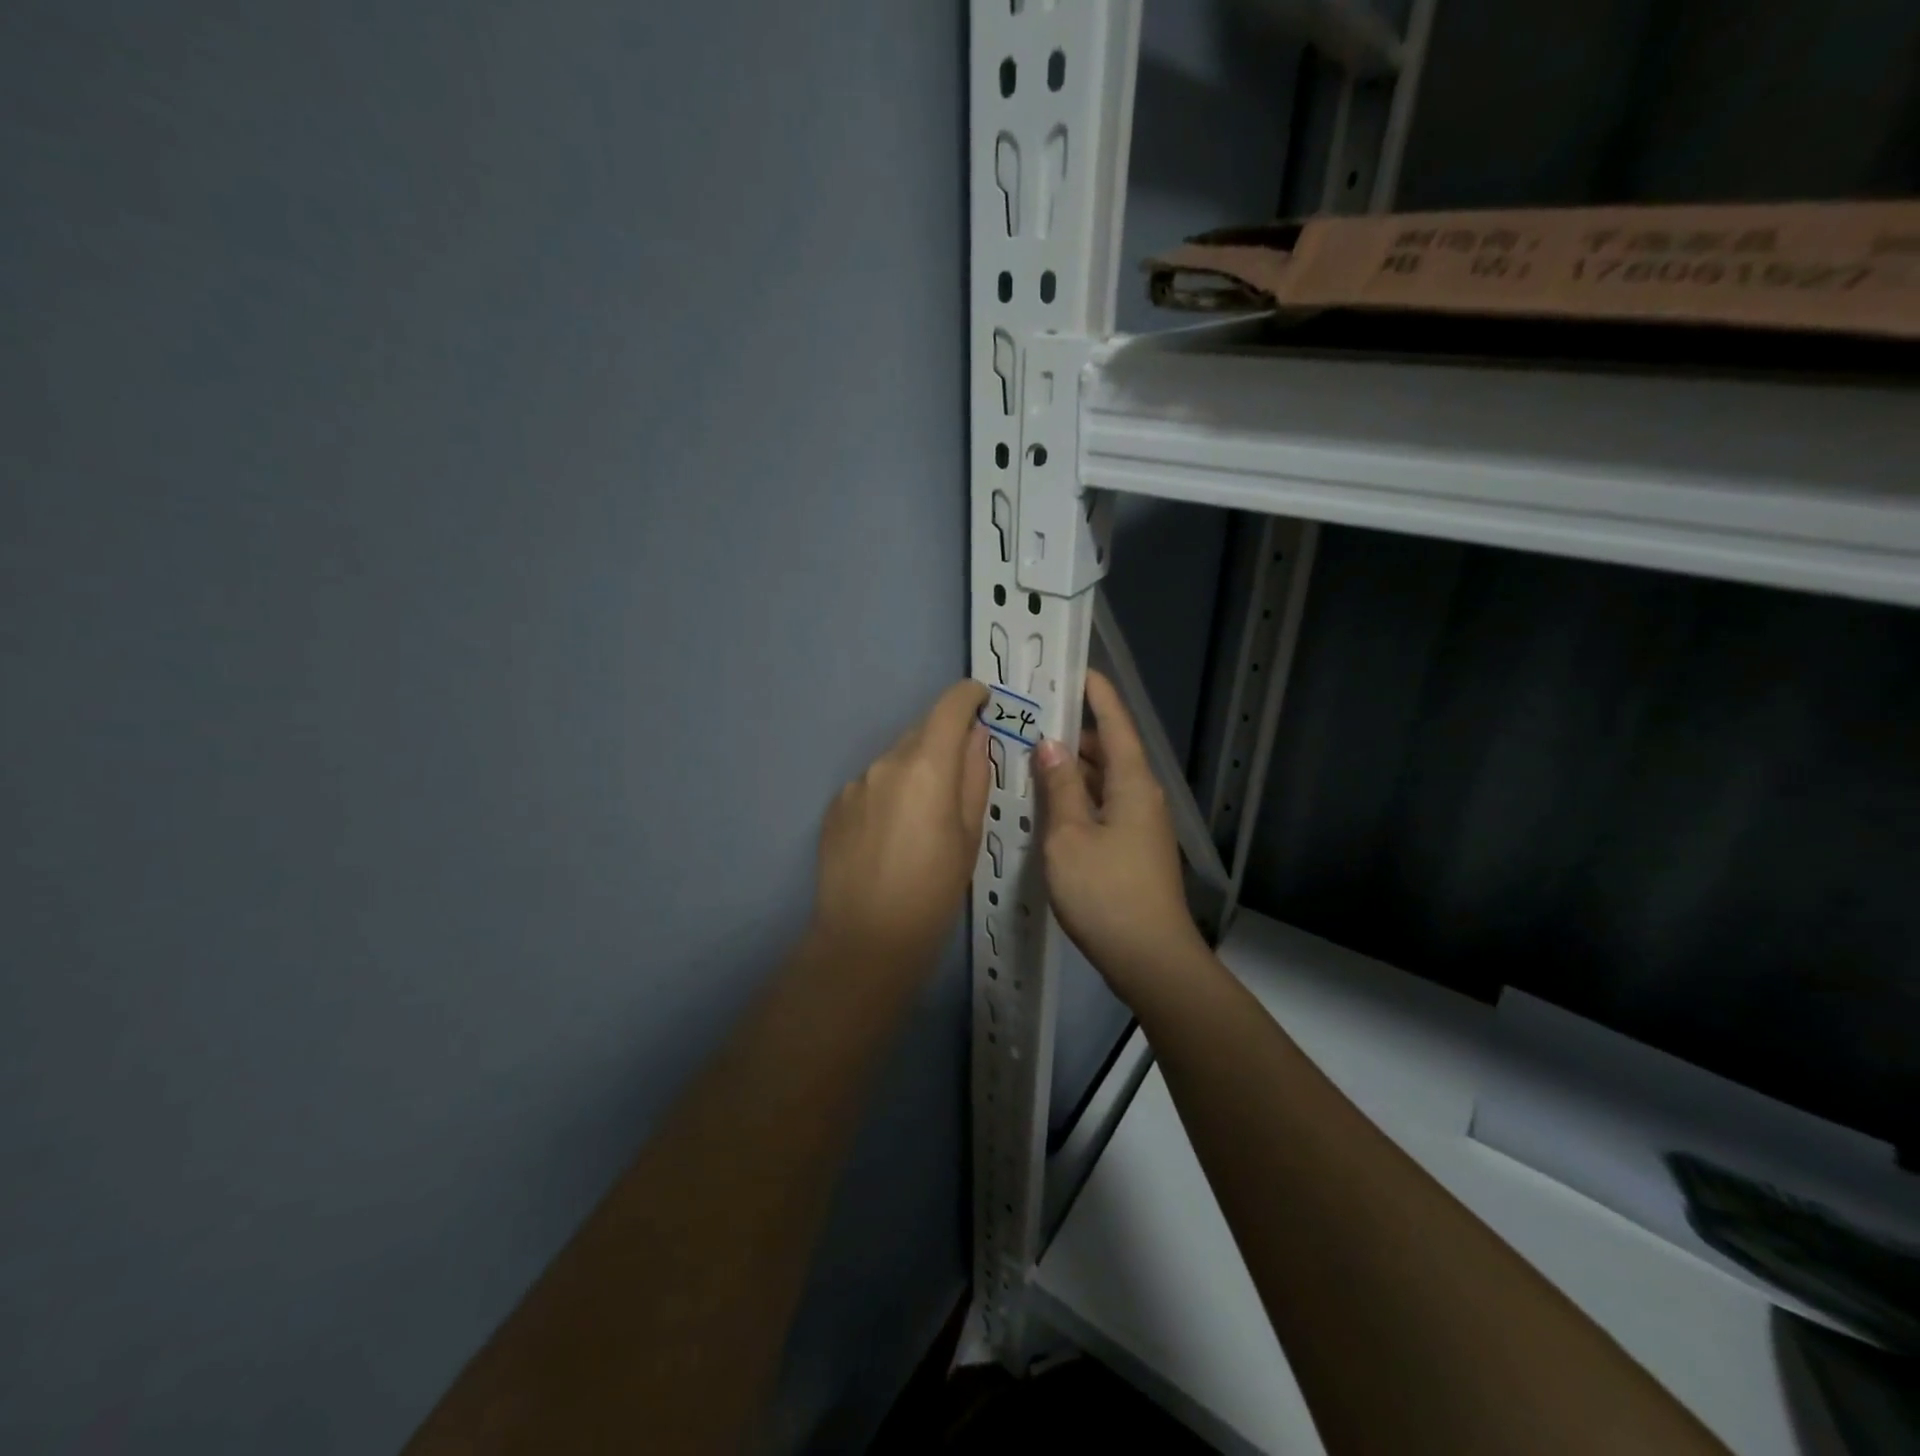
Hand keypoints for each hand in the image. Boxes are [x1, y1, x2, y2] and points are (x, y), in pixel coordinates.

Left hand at [812, 679, 990, 971]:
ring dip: (914, 770)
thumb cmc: (933, 891)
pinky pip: (871, 784)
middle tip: (960, 775)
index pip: (949, 707)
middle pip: (921, 731)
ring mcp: (855, 783)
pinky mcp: (835, 805)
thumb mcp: (970, 835)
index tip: (982, 700)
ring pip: (894, 759)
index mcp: (926, 766)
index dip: (968, 696)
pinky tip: (892, 833)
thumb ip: (974, 776)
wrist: (866, 939)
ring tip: (924, 816)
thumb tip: (976, 737)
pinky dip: (889, 792)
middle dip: (943, 740)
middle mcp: (886, 763)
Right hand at [1033, 671, 1206, 999]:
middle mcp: (1142, 796)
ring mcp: (1140, 825)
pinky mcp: (1133, 849)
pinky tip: (1050, 805)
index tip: (1076, 670)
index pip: (1115, 723)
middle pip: (1109, 751)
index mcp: (1133, 783)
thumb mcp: (1070, 836)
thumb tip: (1051, 745)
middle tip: (1033, 719)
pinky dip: (1078, 797)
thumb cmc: (1106, 892)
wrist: (1150, 958)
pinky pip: (1103, 807)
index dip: (1096, 695)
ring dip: (1073, 768)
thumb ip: (1060, 787)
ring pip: (1104, 781)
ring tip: (1032, 757)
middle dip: (1075, 732)